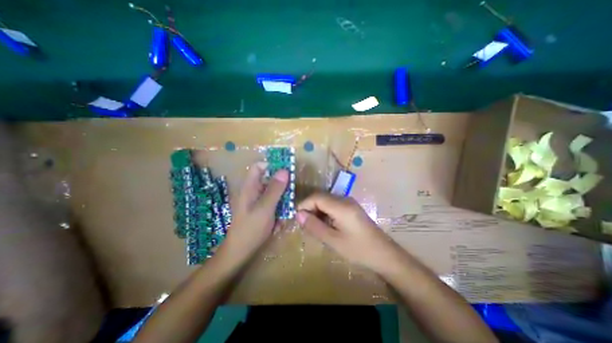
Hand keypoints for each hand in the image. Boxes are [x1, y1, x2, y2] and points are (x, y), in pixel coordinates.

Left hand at [217, 162, 289, 262]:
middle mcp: (253, 191)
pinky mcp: (261, 209)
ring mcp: (257, 201)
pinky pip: (273, 202)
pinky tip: (280, 220)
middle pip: (268, 179)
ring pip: (273, 192)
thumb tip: (285, 170)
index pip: (259, 167)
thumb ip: (275, 189)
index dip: (272, 165)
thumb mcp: (265, 208)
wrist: (240, 252)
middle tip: (291, 194)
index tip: (286, 171)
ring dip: (282, 199)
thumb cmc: (251, 229)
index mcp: (250, 187)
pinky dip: (279, 208)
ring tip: (285, 211)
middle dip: (281, 185)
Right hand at [297, 193, 404, 274]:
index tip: (296, 218)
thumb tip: (298, 215)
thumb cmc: (359, 250)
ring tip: (313, 227)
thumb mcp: (333, 241)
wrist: (384, 254)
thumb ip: (314, 226)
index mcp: (341, 206)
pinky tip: (325, 225)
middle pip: (321, 197)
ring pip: (326, 201)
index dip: (304, 204)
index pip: (316, 197)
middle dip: (310, 208)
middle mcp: (345, 199)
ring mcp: (349, 202)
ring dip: (317, 211)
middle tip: (304, 225)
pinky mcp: (351, 208)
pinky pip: (333, 205)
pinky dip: (325, 213)